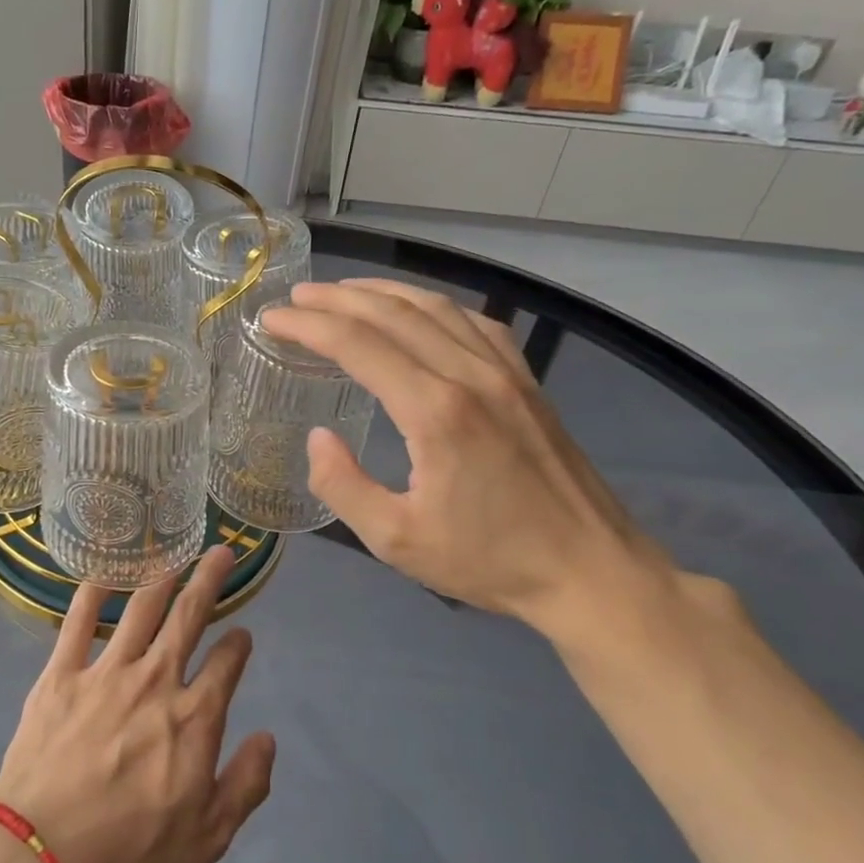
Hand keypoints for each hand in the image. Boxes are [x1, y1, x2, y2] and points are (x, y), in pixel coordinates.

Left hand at [0, 545, 276, 862]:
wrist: (41, 855)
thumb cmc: (129, 854)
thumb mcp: (208, 839)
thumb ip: (246, 785)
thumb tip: (267, 738)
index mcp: (194, 718)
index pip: (227, 665)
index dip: (239, 646)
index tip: (242, 637)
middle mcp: (155, 680)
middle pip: (189, 616)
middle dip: (209, 580)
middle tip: (221, 552)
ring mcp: (106, 671)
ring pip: (141, 609)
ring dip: (161, 578)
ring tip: (174, 556)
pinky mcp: (61, 673)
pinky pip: (79, 621)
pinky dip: (93, 593)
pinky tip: (103, 576)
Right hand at [261, 279, 672, 635]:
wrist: (591, 571)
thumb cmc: (490, 561)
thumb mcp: (396, 541)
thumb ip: (343, 486)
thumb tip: (317, 437)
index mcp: (435, 412)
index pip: (357, 345)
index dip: (308, 327)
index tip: (272, 320)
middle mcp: (470, 376)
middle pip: (393, 314)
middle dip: (337, 299)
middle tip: (295, 298)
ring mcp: (506, 373)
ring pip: (436, 308)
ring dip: (383, 293)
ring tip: (343, 292)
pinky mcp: (527, 382)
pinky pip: (475, 323)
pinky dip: (435, 306)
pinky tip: (419, 311)